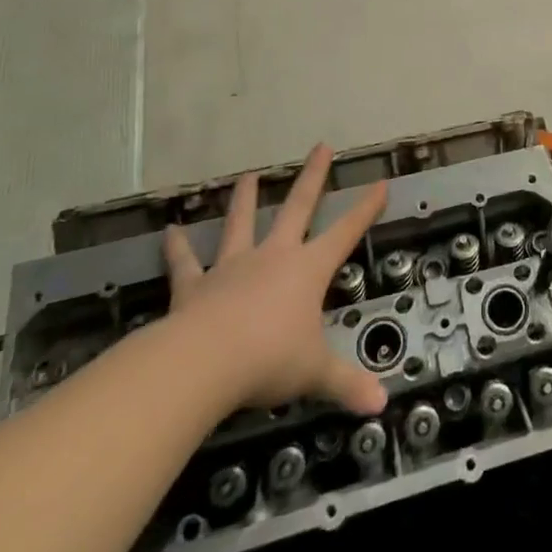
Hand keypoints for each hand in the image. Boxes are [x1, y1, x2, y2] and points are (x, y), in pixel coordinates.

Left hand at [161, 144, 386, 416]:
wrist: (204, 363)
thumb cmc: (269, 360)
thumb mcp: (315, 373)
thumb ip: (346, 384)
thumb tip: (382, 404)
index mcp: (308, 270)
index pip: (345, 233)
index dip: (365, 208)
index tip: (380, 182)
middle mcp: (274, 257)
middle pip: (297, 208)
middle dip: (312, 177)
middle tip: (321, 146)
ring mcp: (233, 267)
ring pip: (241, 224)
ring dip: (245, 199)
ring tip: (247, 175)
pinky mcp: (195, 286)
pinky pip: (186, 263)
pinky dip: (178, 248)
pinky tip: (170, 231)